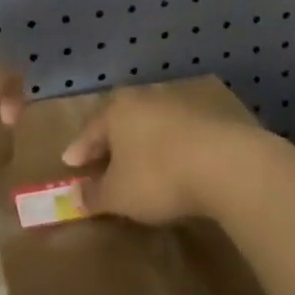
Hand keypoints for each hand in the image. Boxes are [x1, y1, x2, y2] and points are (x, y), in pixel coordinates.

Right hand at [60, 86, 264, 224]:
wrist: (224, 163)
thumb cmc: (158, 176)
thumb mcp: (118, 195)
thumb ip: (94, 194)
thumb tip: (75, 195)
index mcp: (117, 110)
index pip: (90, 131)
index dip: (79, 150)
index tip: (69, 163)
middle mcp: (144, 98)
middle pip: (119, 121)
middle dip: (109, 142)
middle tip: (101, 161)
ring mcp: (177, 103)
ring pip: (148, 124)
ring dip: (139, 143)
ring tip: (136, 164)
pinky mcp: (205, 116)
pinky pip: (173, 132)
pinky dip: (165, 146)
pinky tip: (169, 163)